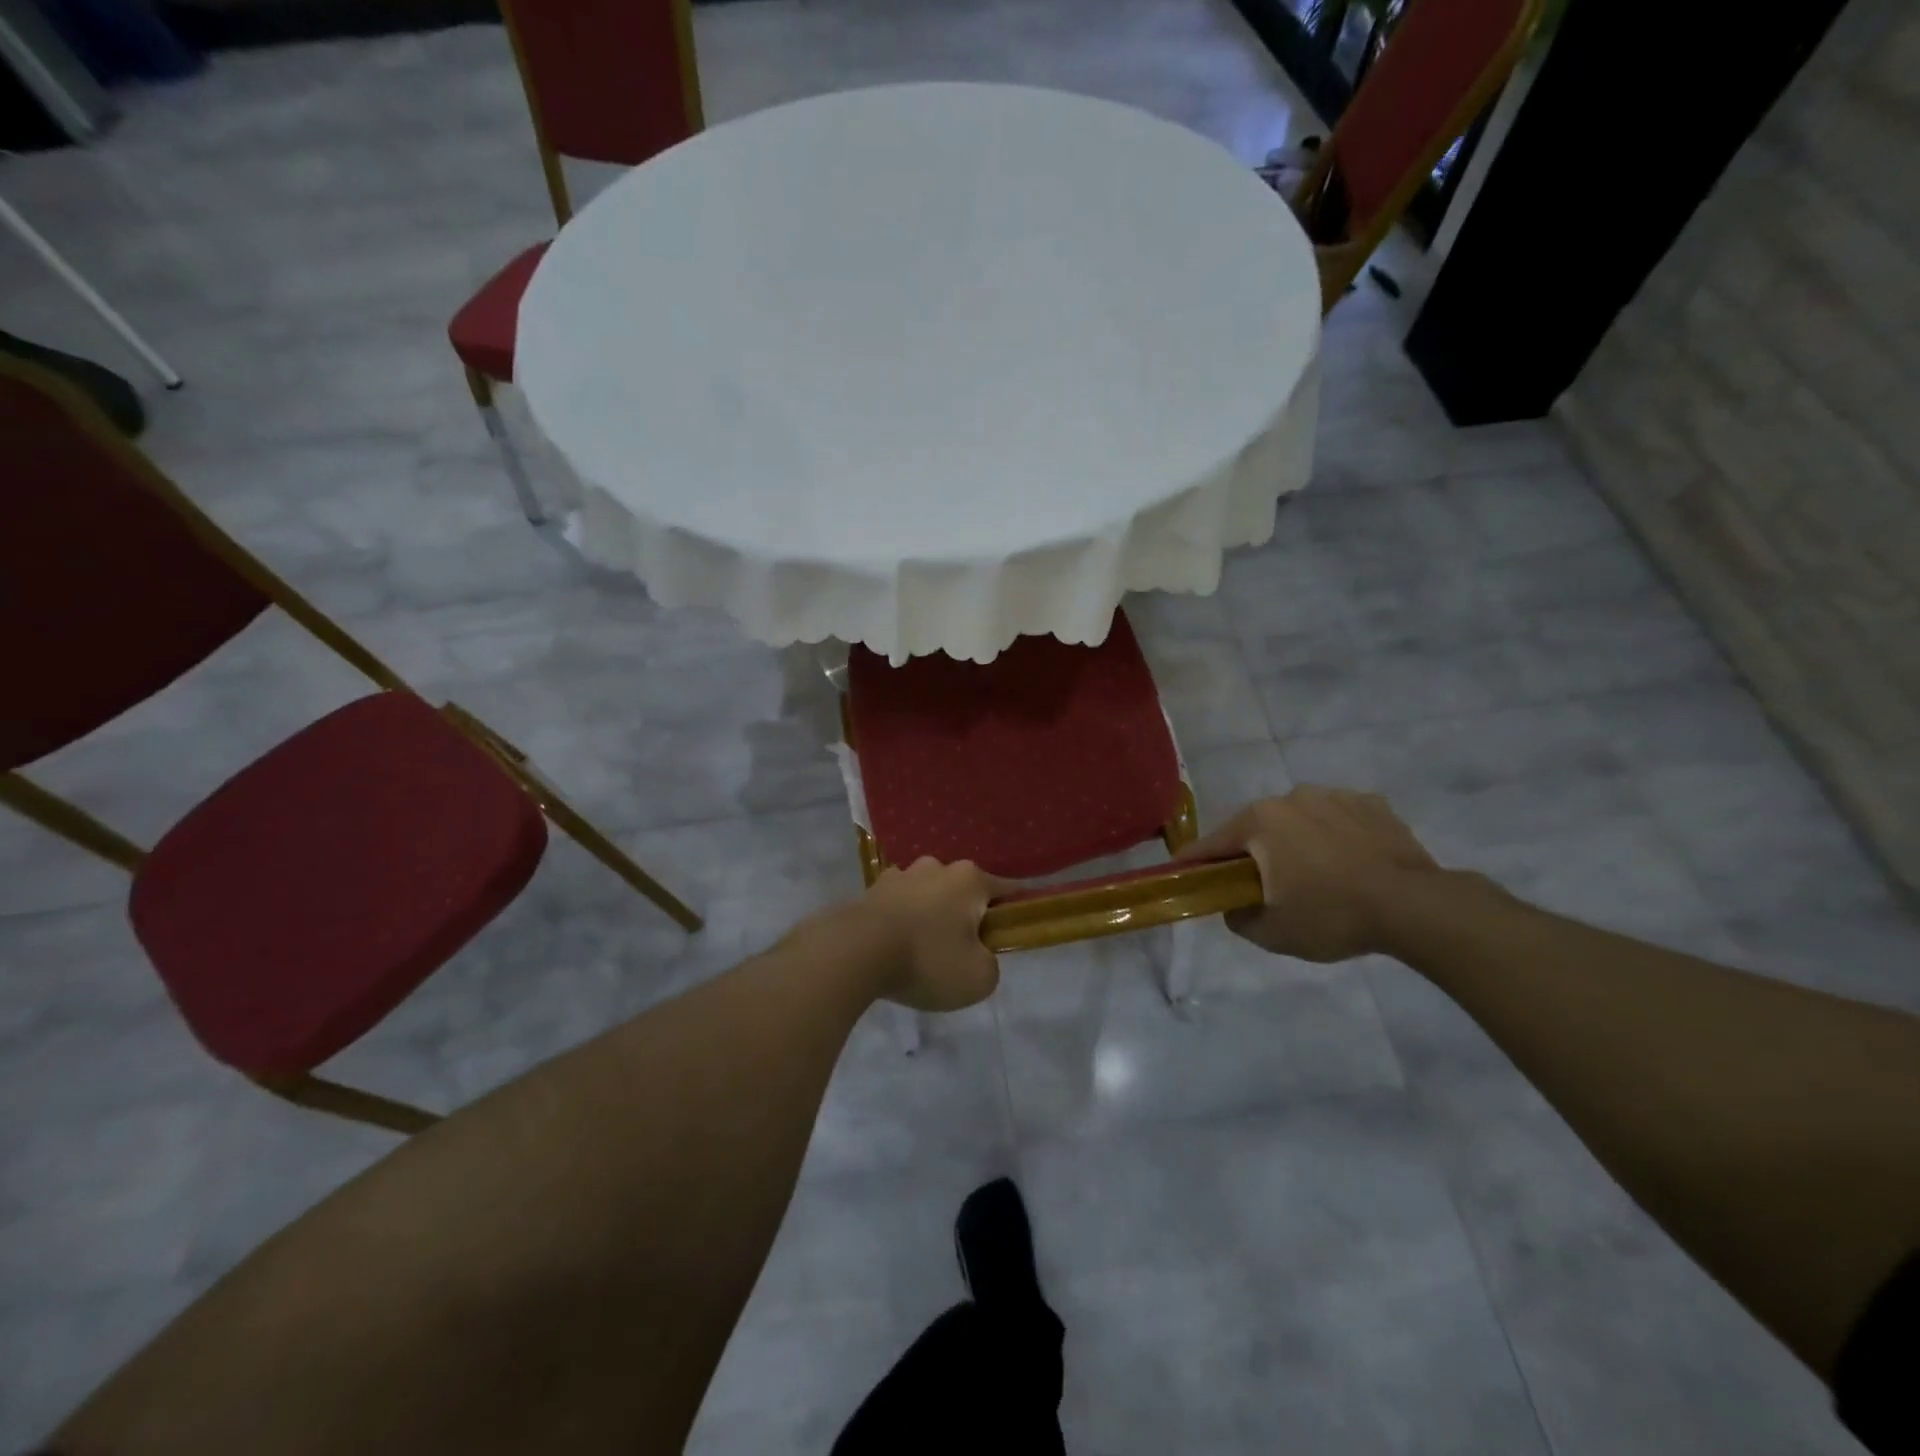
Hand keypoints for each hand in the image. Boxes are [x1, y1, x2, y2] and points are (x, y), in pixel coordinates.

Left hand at [860, 858, 1004, 1010]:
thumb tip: (978, 955)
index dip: (1015, 911)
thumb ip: (990, 964)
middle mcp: (937, 867)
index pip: (1007, 889)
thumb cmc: (927, 960)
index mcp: (970, 879)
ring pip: (929, 896)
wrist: (854, 952)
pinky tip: (896, 948)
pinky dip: (902, 922)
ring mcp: (901, 875)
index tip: (1013, 932)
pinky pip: (899, 905)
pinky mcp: (872, 890)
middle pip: (964, 892)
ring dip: (931, 917)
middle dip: (967, 916)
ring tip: (923, 954)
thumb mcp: (979, 978)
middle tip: (962, 953)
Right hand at [1176, 788, 1439, 961]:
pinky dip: (1335, 837)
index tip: (1183, 873)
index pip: (1213, 843)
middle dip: (1254, 853)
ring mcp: (1334, 796)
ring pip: (1299, 821)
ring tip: (1316, 876)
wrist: (1416, 906)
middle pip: (1257, 828)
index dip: (1194, 862)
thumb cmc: (1333, 915)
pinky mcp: (1372, 804)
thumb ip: (1238, 918)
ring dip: (1296, 842)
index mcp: (1260, 821)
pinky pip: (1338, 820)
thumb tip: (1233, 905)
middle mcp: (1291, 797)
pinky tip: (1350, 864)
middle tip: (1262, 886)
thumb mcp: (1273, 933)